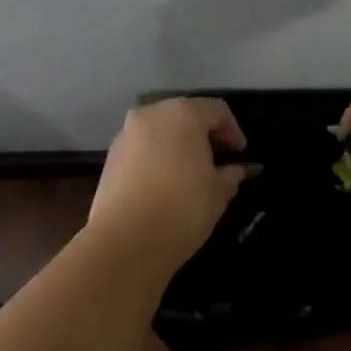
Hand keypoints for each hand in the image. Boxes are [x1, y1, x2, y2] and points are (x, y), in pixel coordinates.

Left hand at [88, 97, 250, 265]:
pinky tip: (166, 182)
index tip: (240, 154)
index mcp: (183, 114)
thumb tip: (237, 169)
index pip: (216, 110)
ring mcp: (126, 134)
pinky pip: (142, 148)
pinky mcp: (110, 157)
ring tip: (191, 172)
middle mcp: (151, 114)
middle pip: (185, 114)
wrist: (125, 240)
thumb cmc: (182, 208)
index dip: (233, 130)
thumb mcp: (218, 193)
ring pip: (160, 130)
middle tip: (218, 160)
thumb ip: (231, 174)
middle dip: (203, 134)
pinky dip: (157, 156)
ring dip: (178, 144)